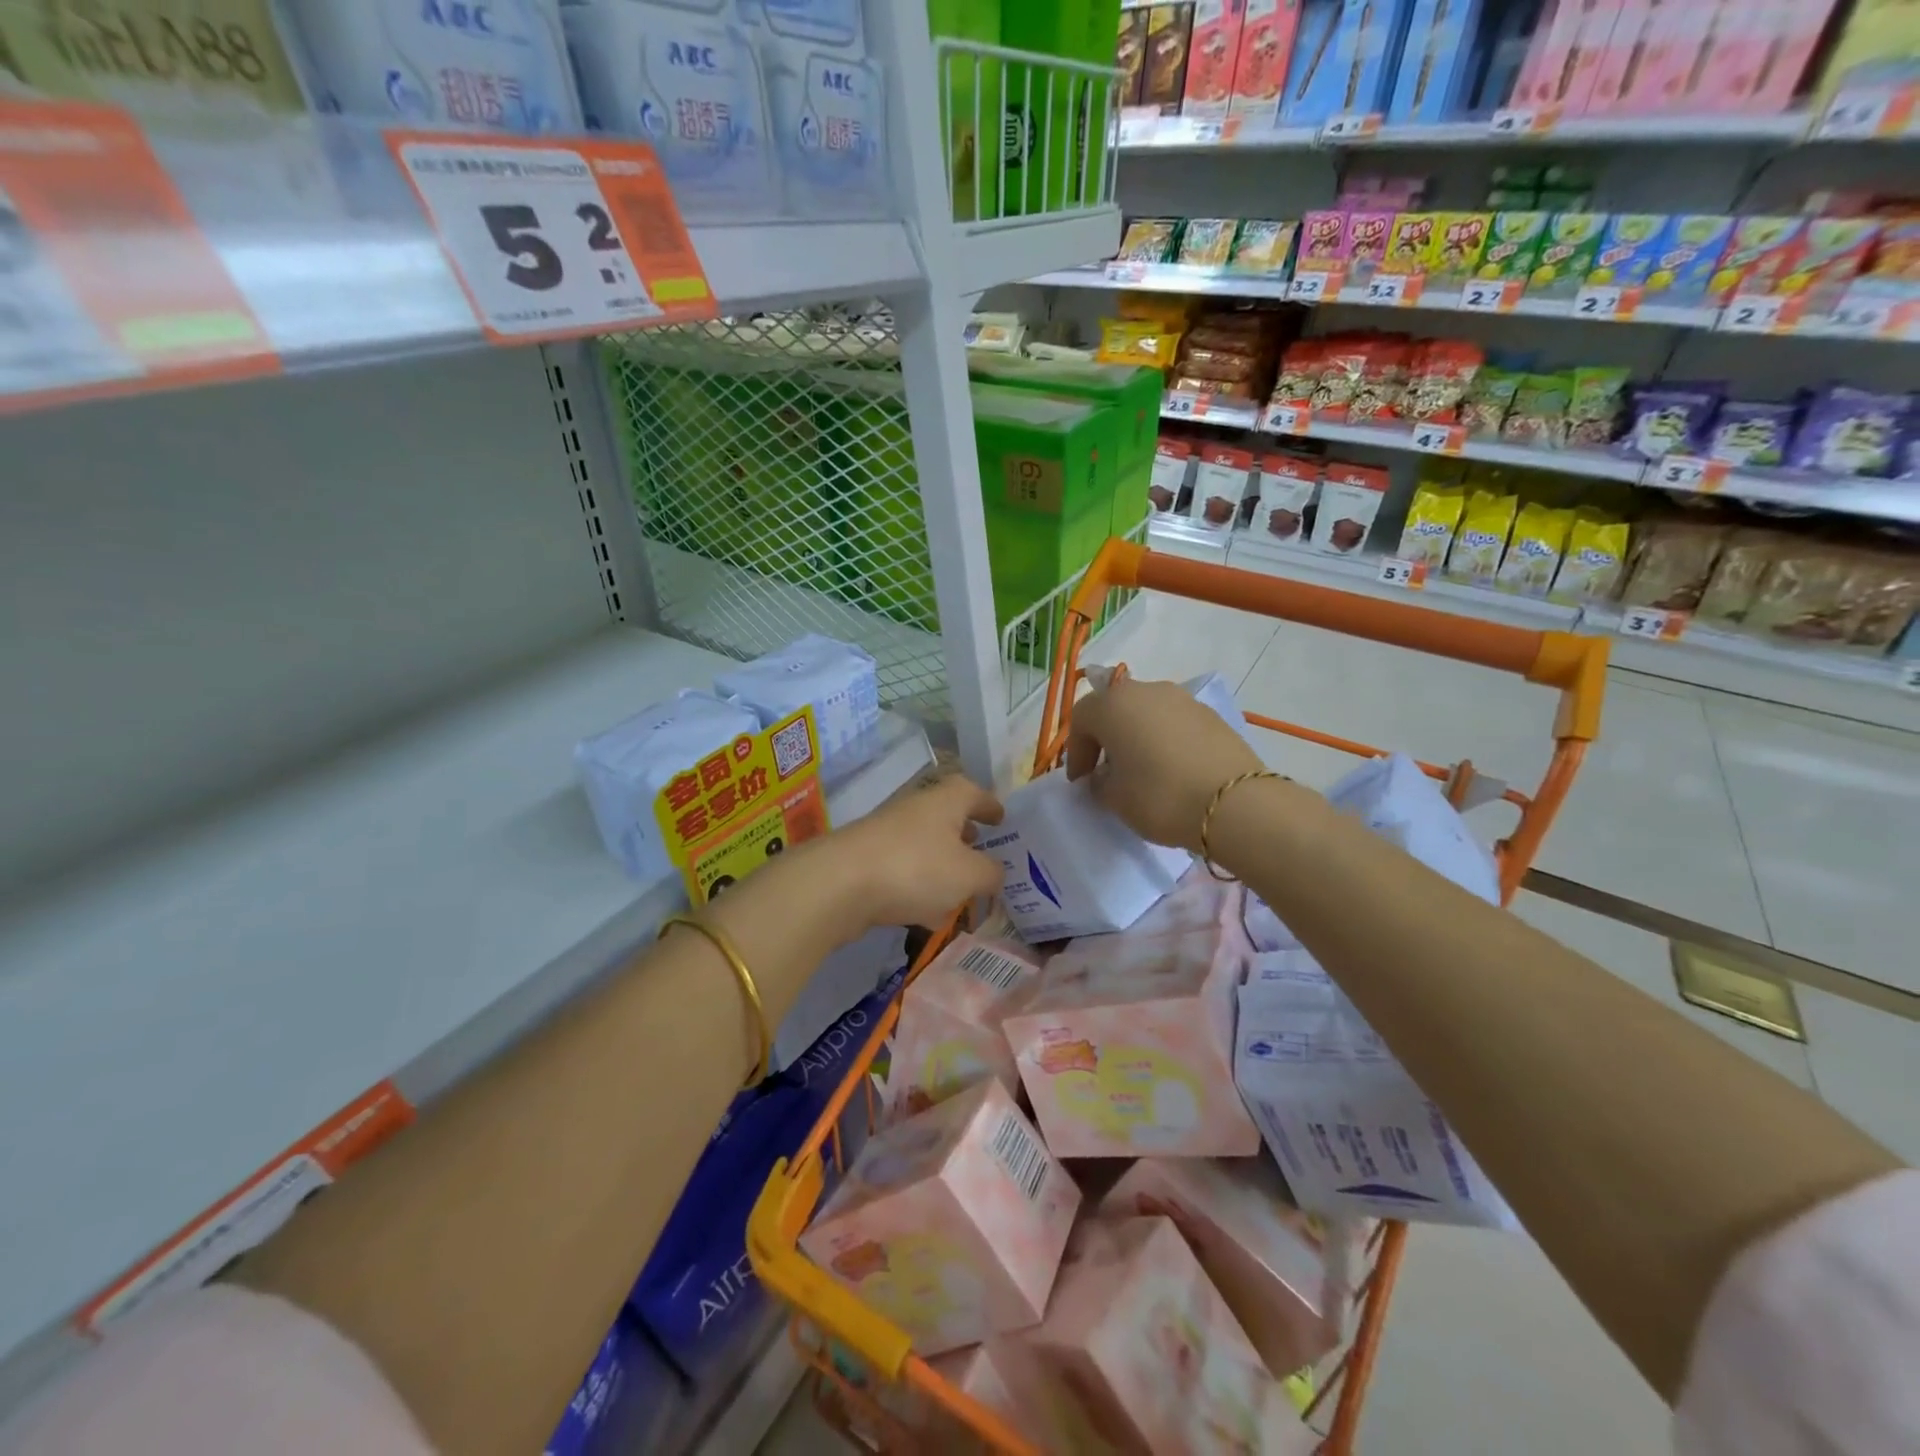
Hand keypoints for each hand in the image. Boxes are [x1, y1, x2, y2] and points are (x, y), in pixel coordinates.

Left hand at [829, 772, 1006, 929]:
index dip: (990, 805)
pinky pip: (903, 872)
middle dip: (966, 837)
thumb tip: (995, 873)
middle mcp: (915, 810)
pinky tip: (927, 916)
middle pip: (947, 818)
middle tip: (983, 854)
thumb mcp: (969, 875)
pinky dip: (919, 887)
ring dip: (942, 865)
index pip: (973, 792)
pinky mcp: (866, 863)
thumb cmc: (915, 868)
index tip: (1002, 819)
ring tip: (961, 892)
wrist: (838, 885)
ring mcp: (887, 835)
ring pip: (924, 847)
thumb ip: (990, 873)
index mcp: (944, 801)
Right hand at [1065, 677, 1262, 851]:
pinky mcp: (1211, 715)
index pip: (1081, 719)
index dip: (1076, 751)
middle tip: (1106, 770)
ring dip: (1136, 736)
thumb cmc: (1159, 796)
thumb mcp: (1114, 798)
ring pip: (1146, 713)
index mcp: (1113, 705)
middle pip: (1114, 708)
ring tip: (1141, 770)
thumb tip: (1104, 776)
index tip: (1080, 781)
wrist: (1234, 803)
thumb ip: (1099, 782)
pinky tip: (1171, 769)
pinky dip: (1164, 740)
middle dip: (1106, 737)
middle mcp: (1146, 691)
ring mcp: (1182, 699)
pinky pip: (1174, 723)